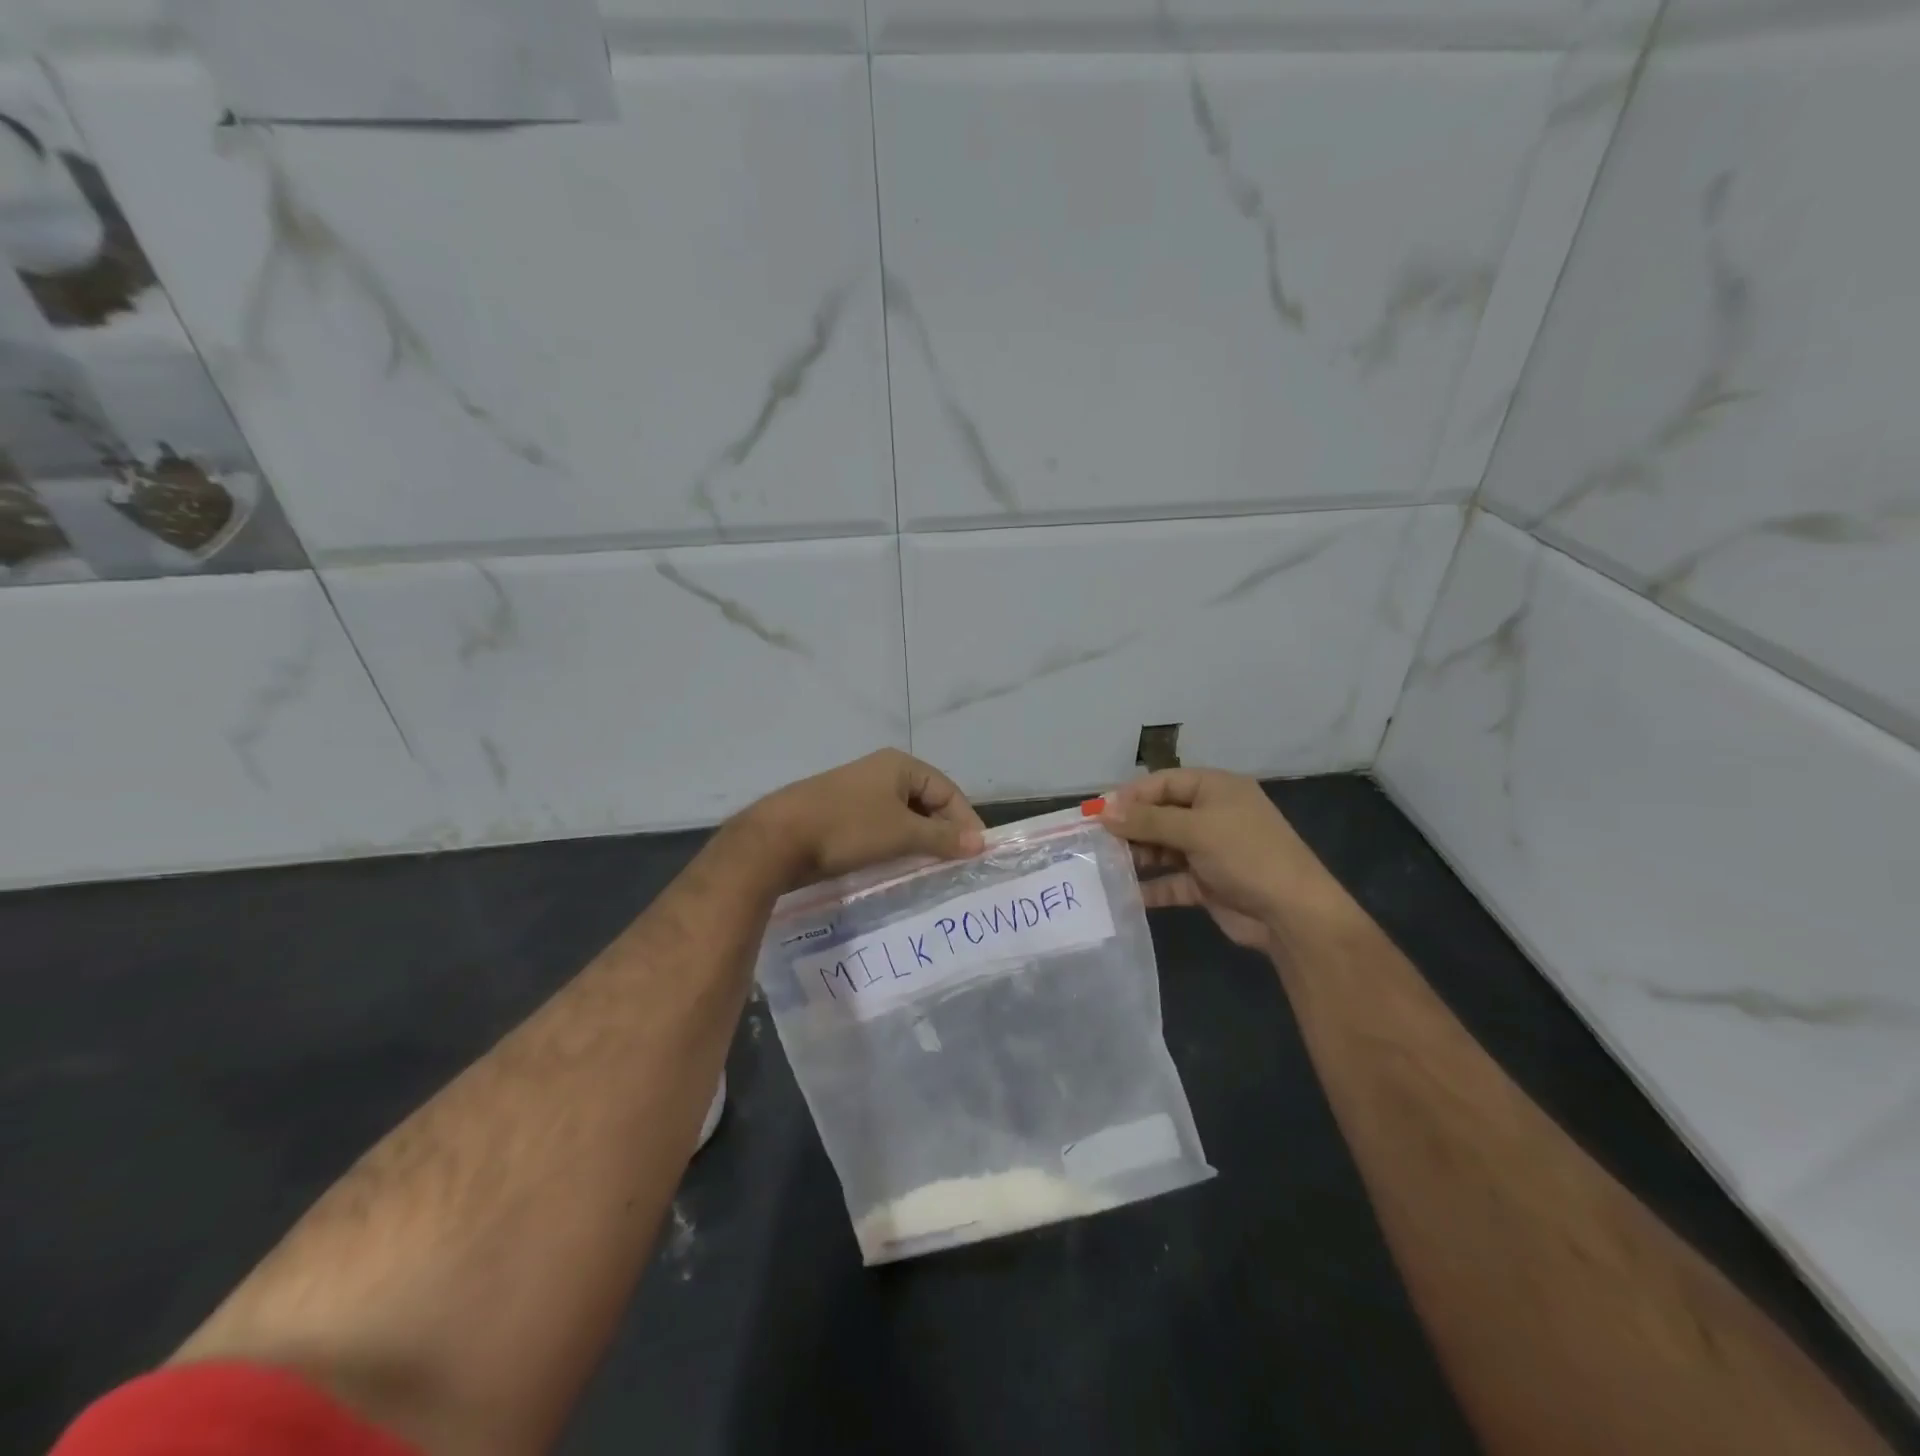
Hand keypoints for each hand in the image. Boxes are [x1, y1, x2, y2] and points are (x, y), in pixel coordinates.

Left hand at [746, 749, 985, 888]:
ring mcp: (858, 793)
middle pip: (926, 802)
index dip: (965, 821)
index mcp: (899, 765)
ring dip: (918, 842)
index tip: (976, 854)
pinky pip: (880, 828)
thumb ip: (942, 837)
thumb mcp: (902, 833)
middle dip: (942, 832)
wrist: (777, 839)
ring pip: (902, 818)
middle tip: (955, 865)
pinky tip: (897, 868)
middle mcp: (880, 773)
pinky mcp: (840, 815)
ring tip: (931, 871)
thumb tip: (980, 843)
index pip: (948, 791)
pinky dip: (894, 845)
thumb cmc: (848, 829)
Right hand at [1099, 768, 1351, 954]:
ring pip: (1163, 847)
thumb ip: (1147, 820)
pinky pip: (1171, 880)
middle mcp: (1212, 815)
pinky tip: (1126, 894)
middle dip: (1130, 827)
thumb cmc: (1246, 855)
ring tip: (1106, 867)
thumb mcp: (1196, 829)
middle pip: (1160, 814)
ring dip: (1137, 856)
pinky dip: (1151, 886)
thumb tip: (1103, 811)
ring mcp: (1210, 851)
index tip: (1098, 814)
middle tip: (1097, 842)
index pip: (1164, 782)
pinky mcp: (1207, 883)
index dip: (1131, 796)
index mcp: (1216, 789)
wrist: (1293, 914)